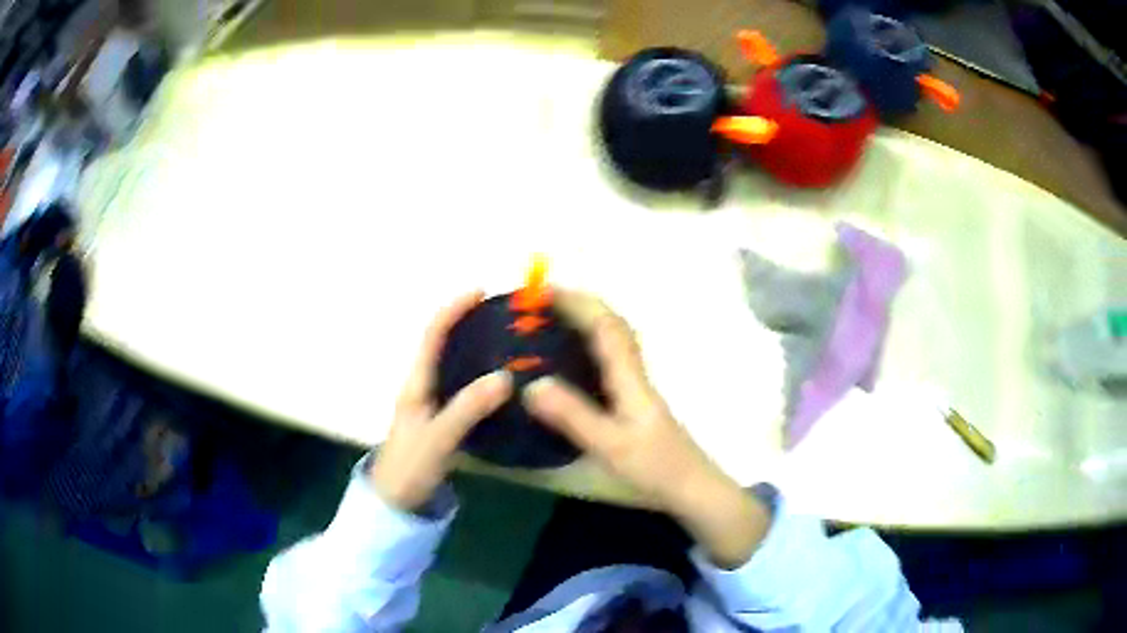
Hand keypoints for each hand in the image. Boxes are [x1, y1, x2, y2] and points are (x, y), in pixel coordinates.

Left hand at [370, 292, 511, 511]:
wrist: (395, 501)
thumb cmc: (410, 467)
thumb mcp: (439, 438)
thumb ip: (468, 408)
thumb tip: (504, 376)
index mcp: (416, 383)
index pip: (432, 334)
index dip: (453, 309)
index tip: (480, 292)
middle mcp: (421, 385)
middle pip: (441, 342)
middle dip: (466, 322)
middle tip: (501, 317)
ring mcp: (429, 402)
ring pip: (450, 363)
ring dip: (472, 345)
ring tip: (505, 341)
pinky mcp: (438, 418)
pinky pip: (459, 384)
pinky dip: (477, 373)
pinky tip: (498, 382)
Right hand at [523, 291, 769, 567]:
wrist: (693, 488)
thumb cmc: (656, 468)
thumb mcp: (610, 445)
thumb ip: (573, 416)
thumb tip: (531, 384)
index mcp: (630, 378)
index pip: (605, 326)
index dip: (577, 303)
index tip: (543, 291)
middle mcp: (635, 373)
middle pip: (612, 324)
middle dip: (581, 304)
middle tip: (543, 302)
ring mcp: (637, 387)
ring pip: (613, 340)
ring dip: (586, 321)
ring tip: (552, 320)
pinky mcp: (635, 401)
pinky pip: (610, 359)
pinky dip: (590, 345)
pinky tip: (572, 359)